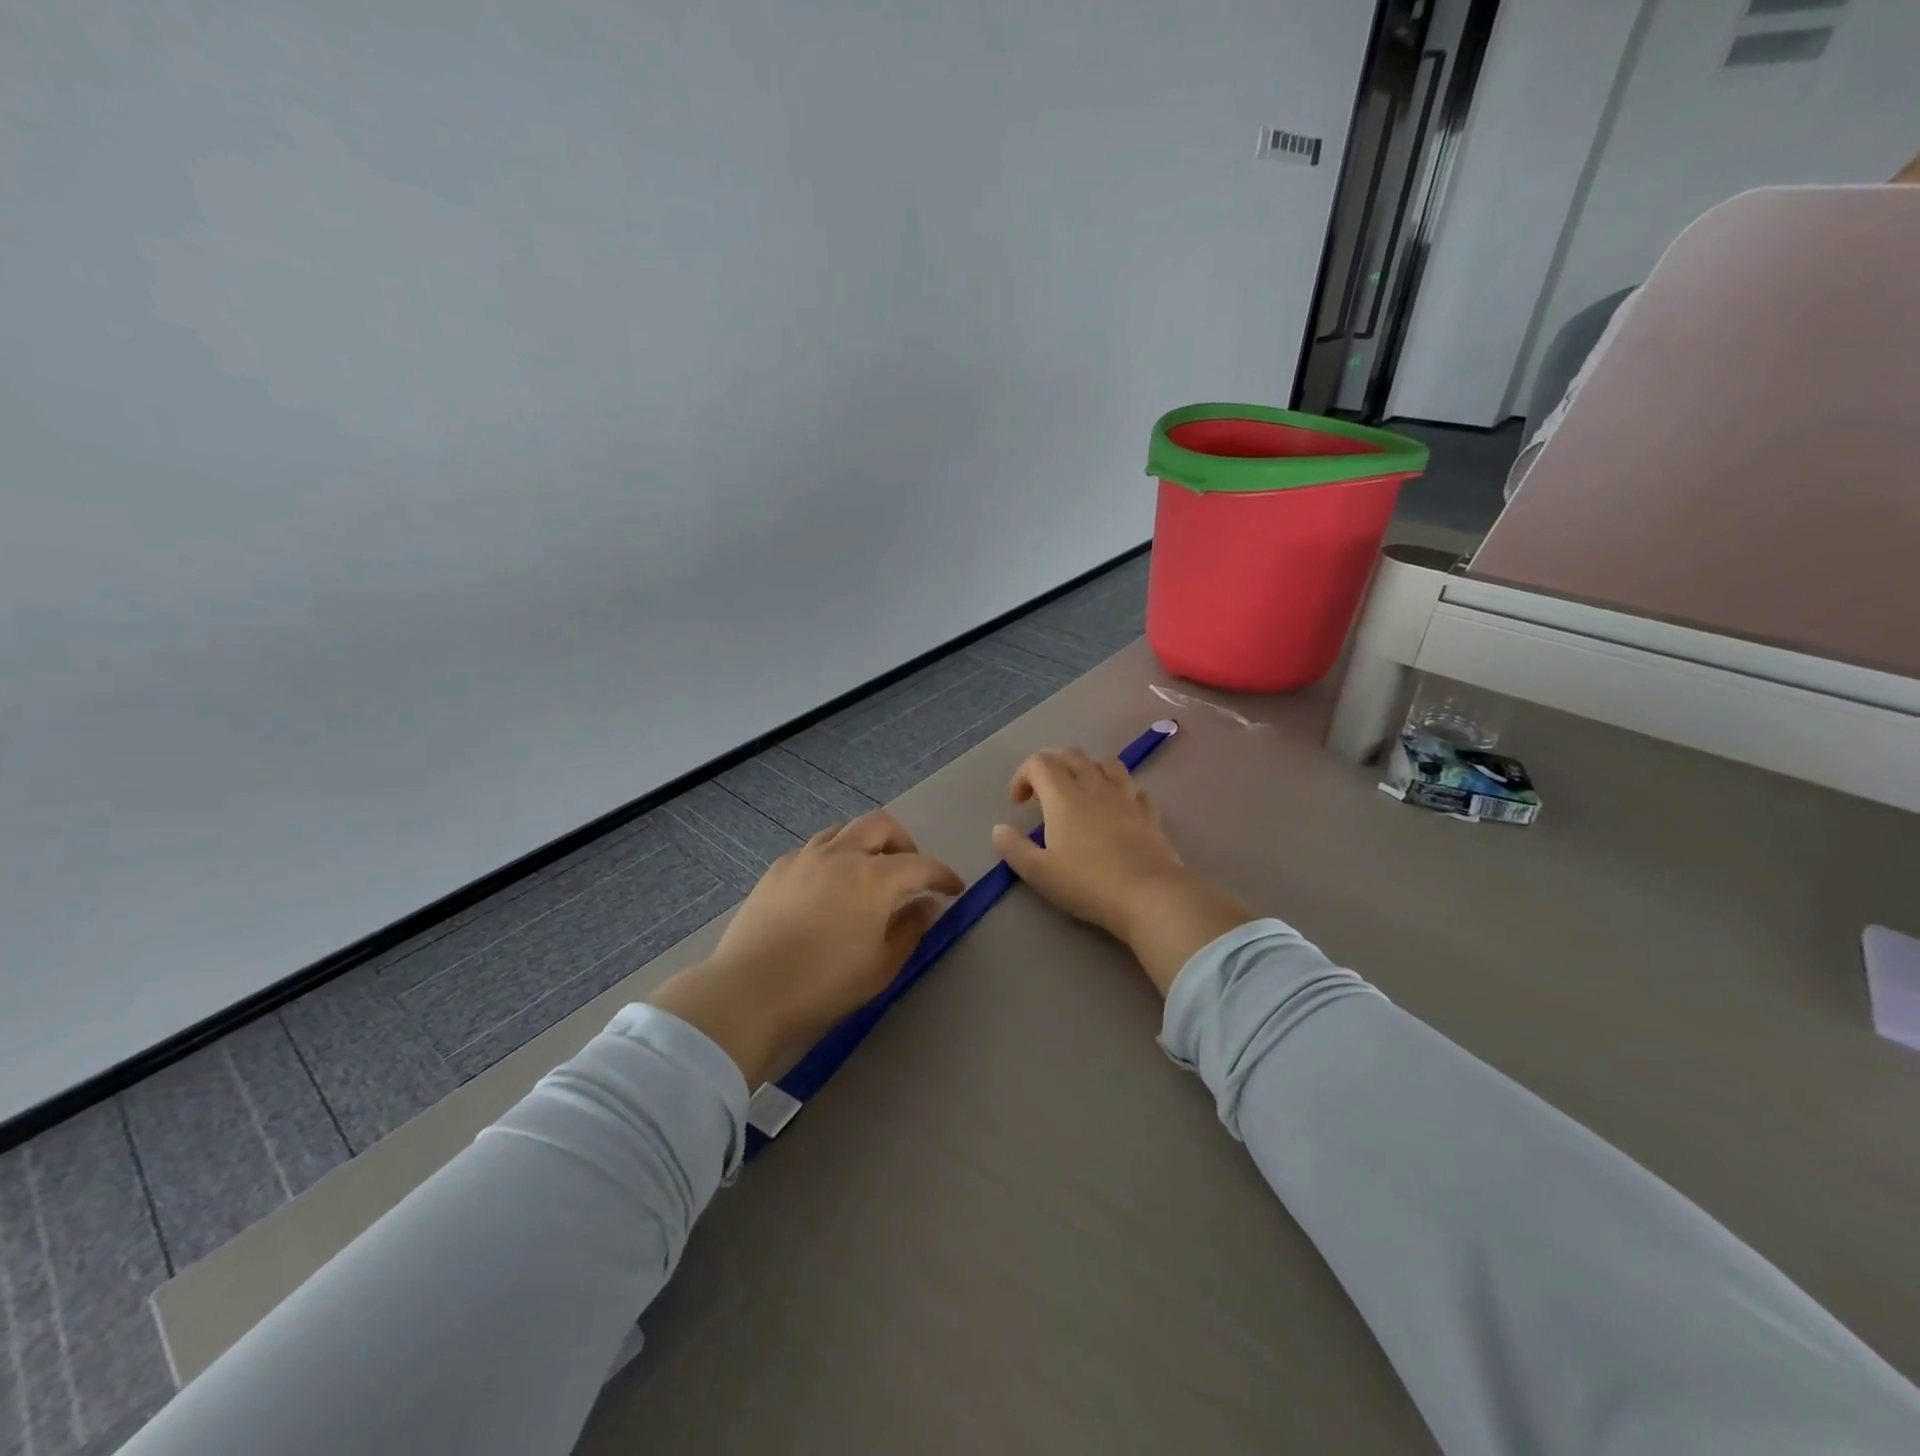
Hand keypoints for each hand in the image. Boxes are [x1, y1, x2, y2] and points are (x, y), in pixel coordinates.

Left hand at [648, 813, 964, 1085]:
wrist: (749, 991)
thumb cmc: (824, 985)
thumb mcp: (881, 966)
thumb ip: (911, 929)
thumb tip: (927, 905)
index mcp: (874, 878)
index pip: (921, 865)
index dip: (943, 875)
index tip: (954, 889)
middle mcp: (842, 854)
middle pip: (881, 825)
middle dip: (905, 842)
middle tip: (910, 871)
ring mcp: (806, 857)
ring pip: (845, 829)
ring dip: (867, 843)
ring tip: (869, 872)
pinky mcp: (779, 868)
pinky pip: (816, 846)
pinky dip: (835, 854)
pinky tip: (830, 883)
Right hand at [991, 748, 1253, 996]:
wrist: (1148, 895)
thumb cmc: (1087, 883)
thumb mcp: (1038, 872)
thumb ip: (1013, 848)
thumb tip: (999, 829)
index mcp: (1063, 796)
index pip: (1039, 762)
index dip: (1022, 776)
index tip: (1018, 804)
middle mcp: (1094, 786)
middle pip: (1071, 755)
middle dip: (1052, 765)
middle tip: (1043, 791)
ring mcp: (1126, 796)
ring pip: (1106, 763)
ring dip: (1087, 769)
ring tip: (1080, 791)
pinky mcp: (1149, 812)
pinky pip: (1132, 788)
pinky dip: (1118, 790)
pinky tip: (1115, 808)